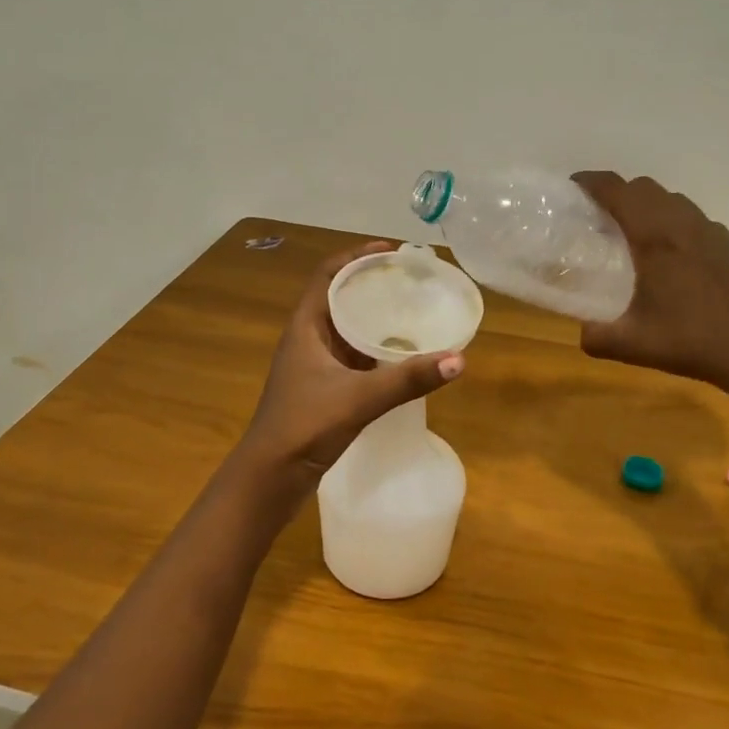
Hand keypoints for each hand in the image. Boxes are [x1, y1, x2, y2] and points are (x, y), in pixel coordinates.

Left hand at [229, 242, 464, 505]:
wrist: (269, 478)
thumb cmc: (304, 425)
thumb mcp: (359, 398)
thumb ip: (408, 379)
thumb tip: (459, 359)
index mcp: (306, 327)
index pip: (327, 274)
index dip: (356, 256)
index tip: (390, 251)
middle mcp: (307, 339)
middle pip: (339, 297)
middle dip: (372, 284)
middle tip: (410, 280)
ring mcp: (313, 365)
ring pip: (346, 329)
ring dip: (374, 318)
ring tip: (411, 311)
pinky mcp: (322, 388)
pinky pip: (351, 356)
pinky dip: (374, 350)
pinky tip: (400, 357)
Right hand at [572, 172, 728, 392]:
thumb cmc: (691, 341)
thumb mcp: (632, 344)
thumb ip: (596, 336)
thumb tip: (582, 330)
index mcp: (653, 237)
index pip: (616, 190)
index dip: (590, 181)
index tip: (573, 187)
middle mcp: (681, 223)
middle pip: (643, 187)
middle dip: (618, 192)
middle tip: (600, 216)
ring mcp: (710, 230)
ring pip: (672, 198)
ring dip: (647, 205)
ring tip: (634, 232)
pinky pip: (693, 217)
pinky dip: (673, 221)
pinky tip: (672, 254)